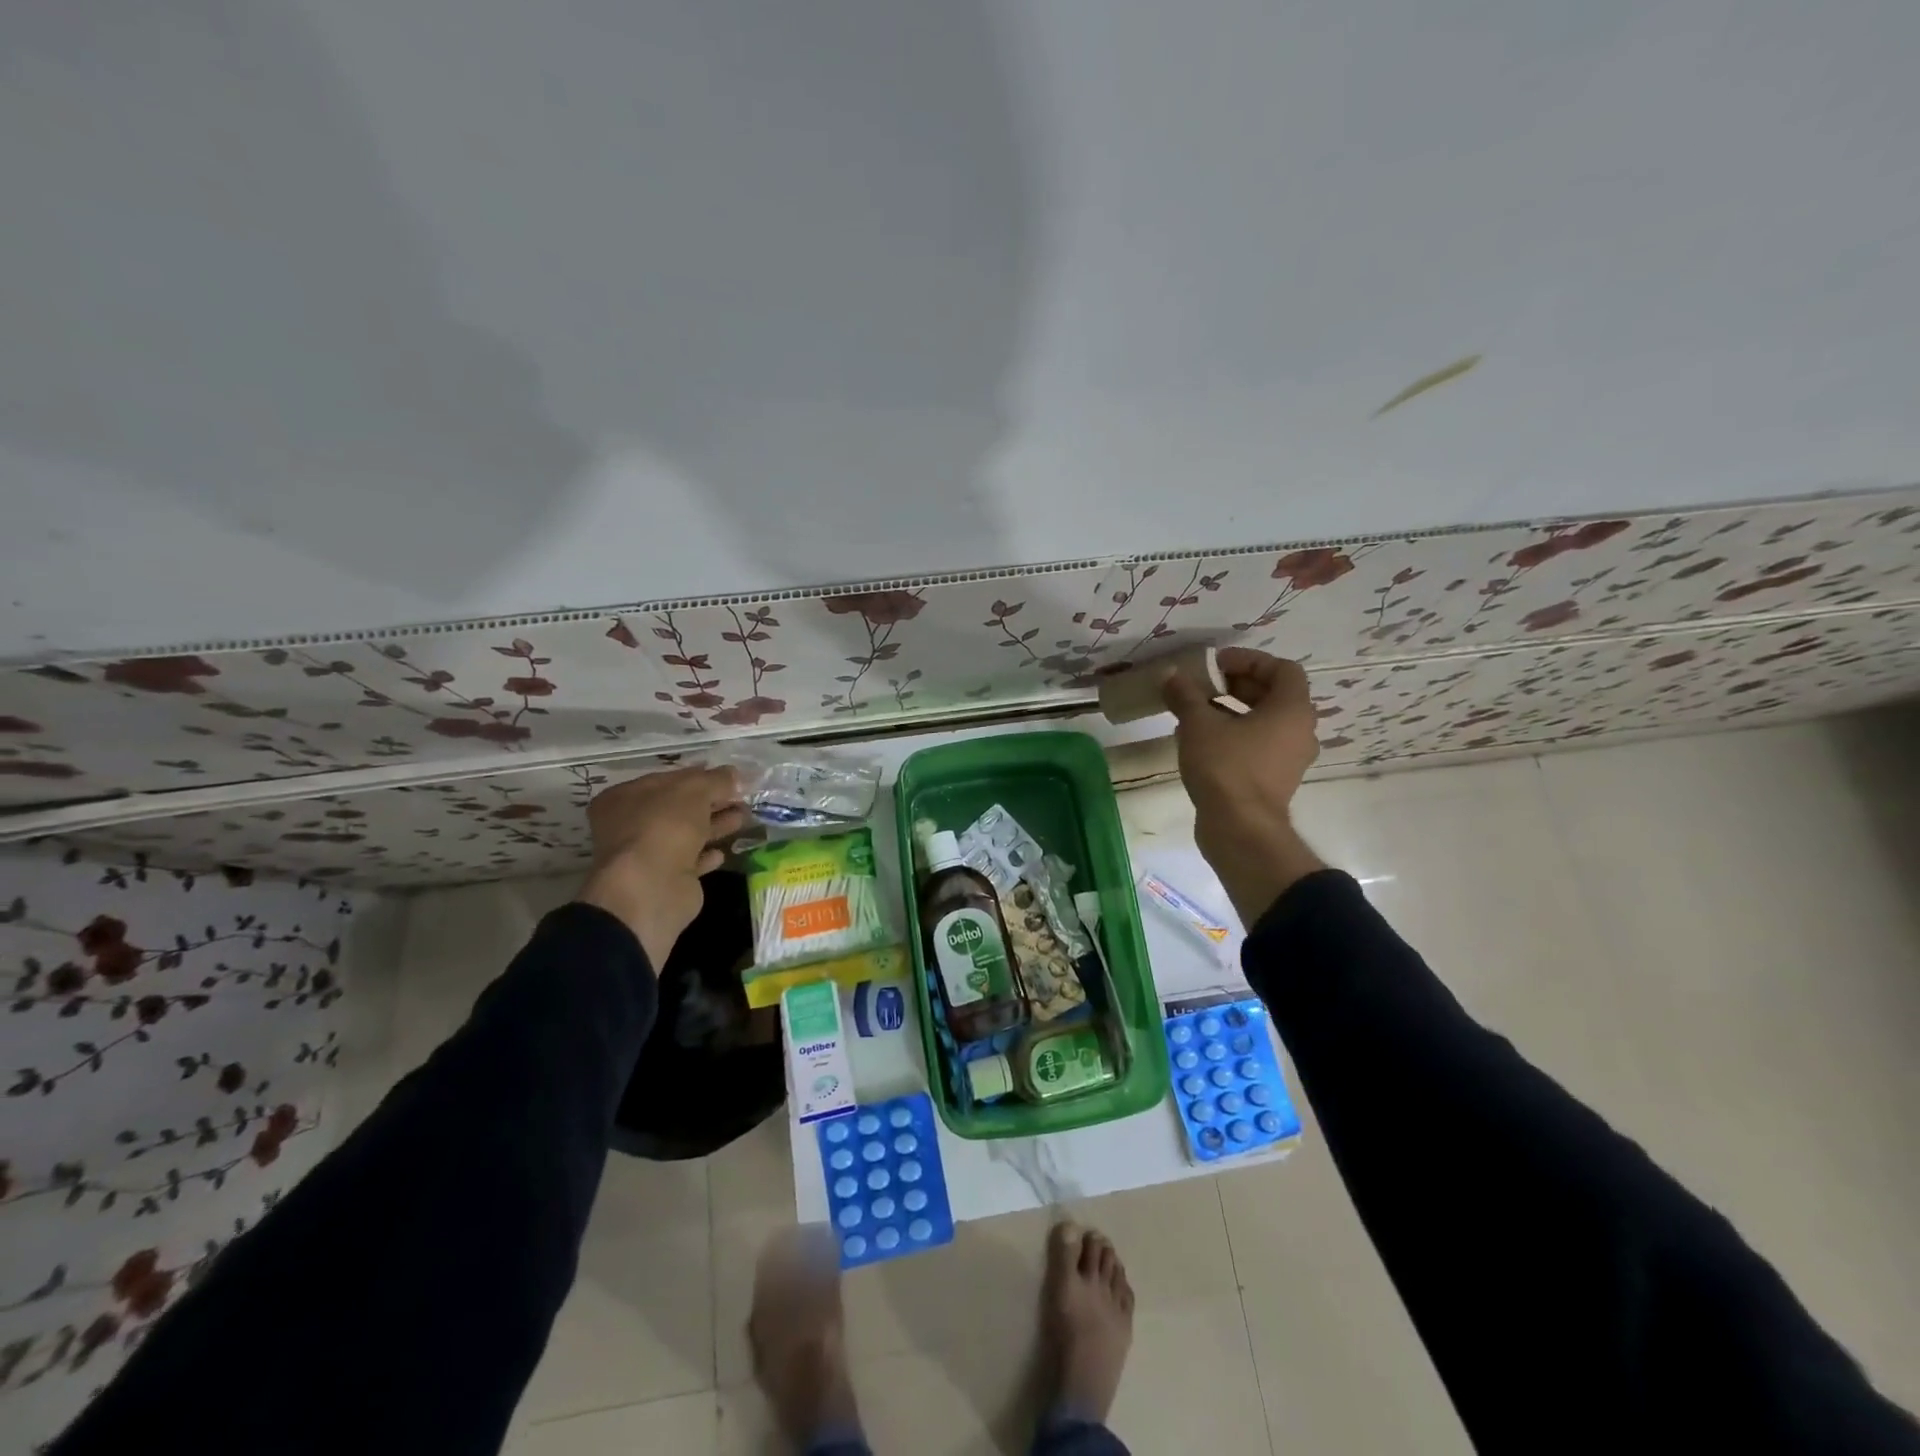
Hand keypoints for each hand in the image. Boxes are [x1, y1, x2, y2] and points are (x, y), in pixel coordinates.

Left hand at [576, 766, 746, 966]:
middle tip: (743, 797)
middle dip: (712, 801)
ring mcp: (648, 854)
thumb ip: (715, 780)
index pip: (669, 779)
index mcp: (627, 797)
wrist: (651, 888)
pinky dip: (706, 855)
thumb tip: (734, 774)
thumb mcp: (693, 791)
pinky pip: (691, 862)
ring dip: (715, 825)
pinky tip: (723, 851)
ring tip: (744, 817)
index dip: (701, 776)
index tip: (731, 776)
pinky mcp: (666, 880)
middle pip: (679, 807)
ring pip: (687, 834)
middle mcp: (631, 825)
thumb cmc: (664, 827)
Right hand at [1161, 648, 1326, 924]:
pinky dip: (1235, 735)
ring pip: (1264, 722)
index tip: (1216, 665)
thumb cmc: (1226, 767)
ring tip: (1196, 712)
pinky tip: (1201, 740)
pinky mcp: (1275, 780)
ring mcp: (1290, 759)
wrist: (1240, 829)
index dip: (1249, 661)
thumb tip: (1170, 674)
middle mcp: (1300, 731)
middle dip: (1237, 685)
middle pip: (1273, 695)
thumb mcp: (1198, 724)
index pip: (1282, 669)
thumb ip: (1185, 695)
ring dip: (1233, 711)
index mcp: (1292, 710)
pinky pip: (1258, 745)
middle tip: (1203, 685)